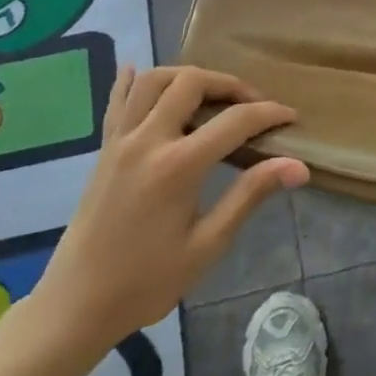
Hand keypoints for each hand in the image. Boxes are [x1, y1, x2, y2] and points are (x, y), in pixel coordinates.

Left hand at [28, 66, 306, 366]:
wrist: (77, 304)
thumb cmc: (147, 281)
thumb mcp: (207, 245)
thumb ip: (250, 196)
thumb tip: (297, 166)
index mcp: (178, 166)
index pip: (235, 121)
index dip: (269, 113)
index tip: (291, 117)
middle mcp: (147, 140)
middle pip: (191, 82)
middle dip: (229, 83)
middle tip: (252, 104)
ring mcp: (120, 141)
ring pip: (153, 80)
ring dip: (187, 76)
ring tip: (210, 94)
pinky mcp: (103, 148)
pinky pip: (117, 100)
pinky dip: (131, 80)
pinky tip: (139, 71)